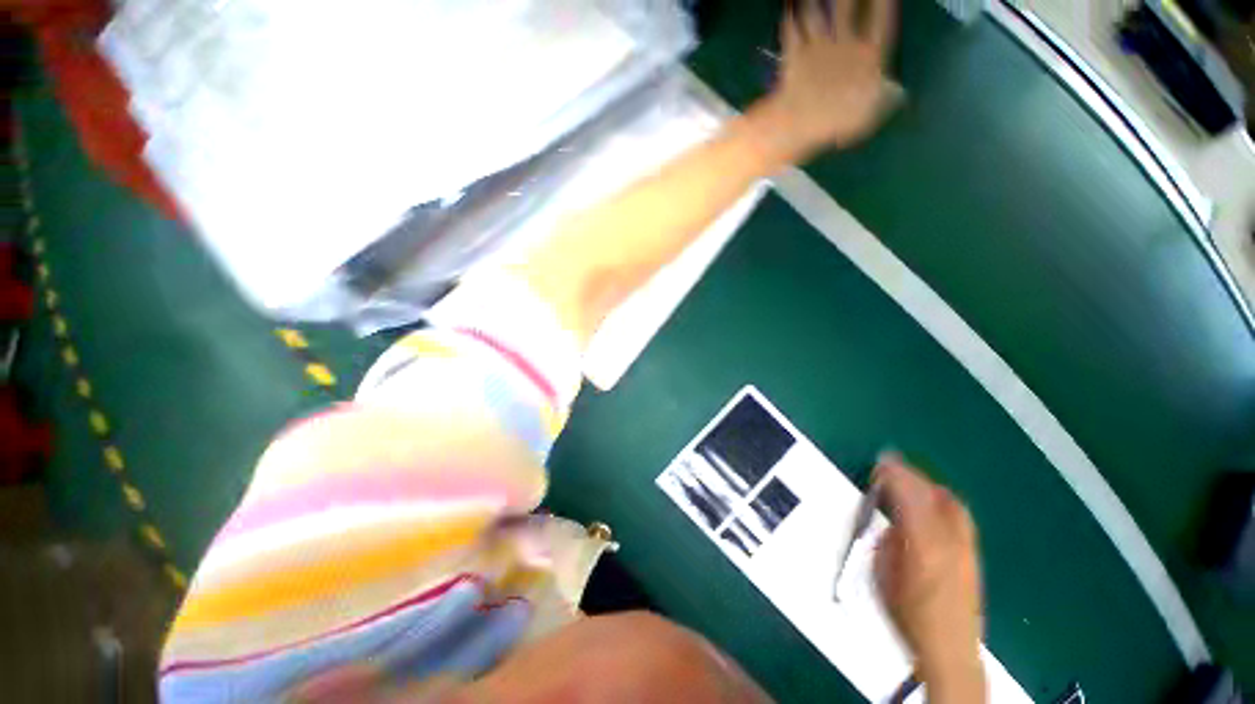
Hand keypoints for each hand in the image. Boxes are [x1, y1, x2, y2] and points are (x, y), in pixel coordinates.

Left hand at [757, 0, 899, 157]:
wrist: (801, 121)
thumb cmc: (839, 120)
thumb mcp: (871, 112)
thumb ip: (886, 98)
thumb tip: (898, 93)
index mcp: (867, 55)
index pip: (881, 21)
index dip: (883, 4)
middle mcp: (843, 44)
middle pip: (846, 8)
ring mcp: (816, 48)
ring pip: (815, 14)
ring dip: (812, 3)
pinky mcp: (793, 57)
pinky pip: (790, 32)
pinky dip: (788, 20)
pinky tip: (786, 11)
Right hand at [873, 455, 986, 702]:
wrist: (950, 649)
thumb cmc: (908, 615)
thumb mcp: (882, 576)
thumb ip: (887, 544)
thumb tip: (892, 525)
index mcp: (921, 544)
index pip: (909, 496)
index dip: (894, 475)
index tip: (879, 463)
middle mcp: (948, 540)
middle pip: (930, 494)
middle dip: (908, 475)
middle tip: (889, 466)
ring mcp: (966, 546)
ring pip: (949, 501)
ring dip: (926, 484)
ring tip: (908, 479)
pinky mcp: (974, 554)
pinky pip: (959, 515)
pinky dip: (943, 498)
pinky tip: (933, 499)